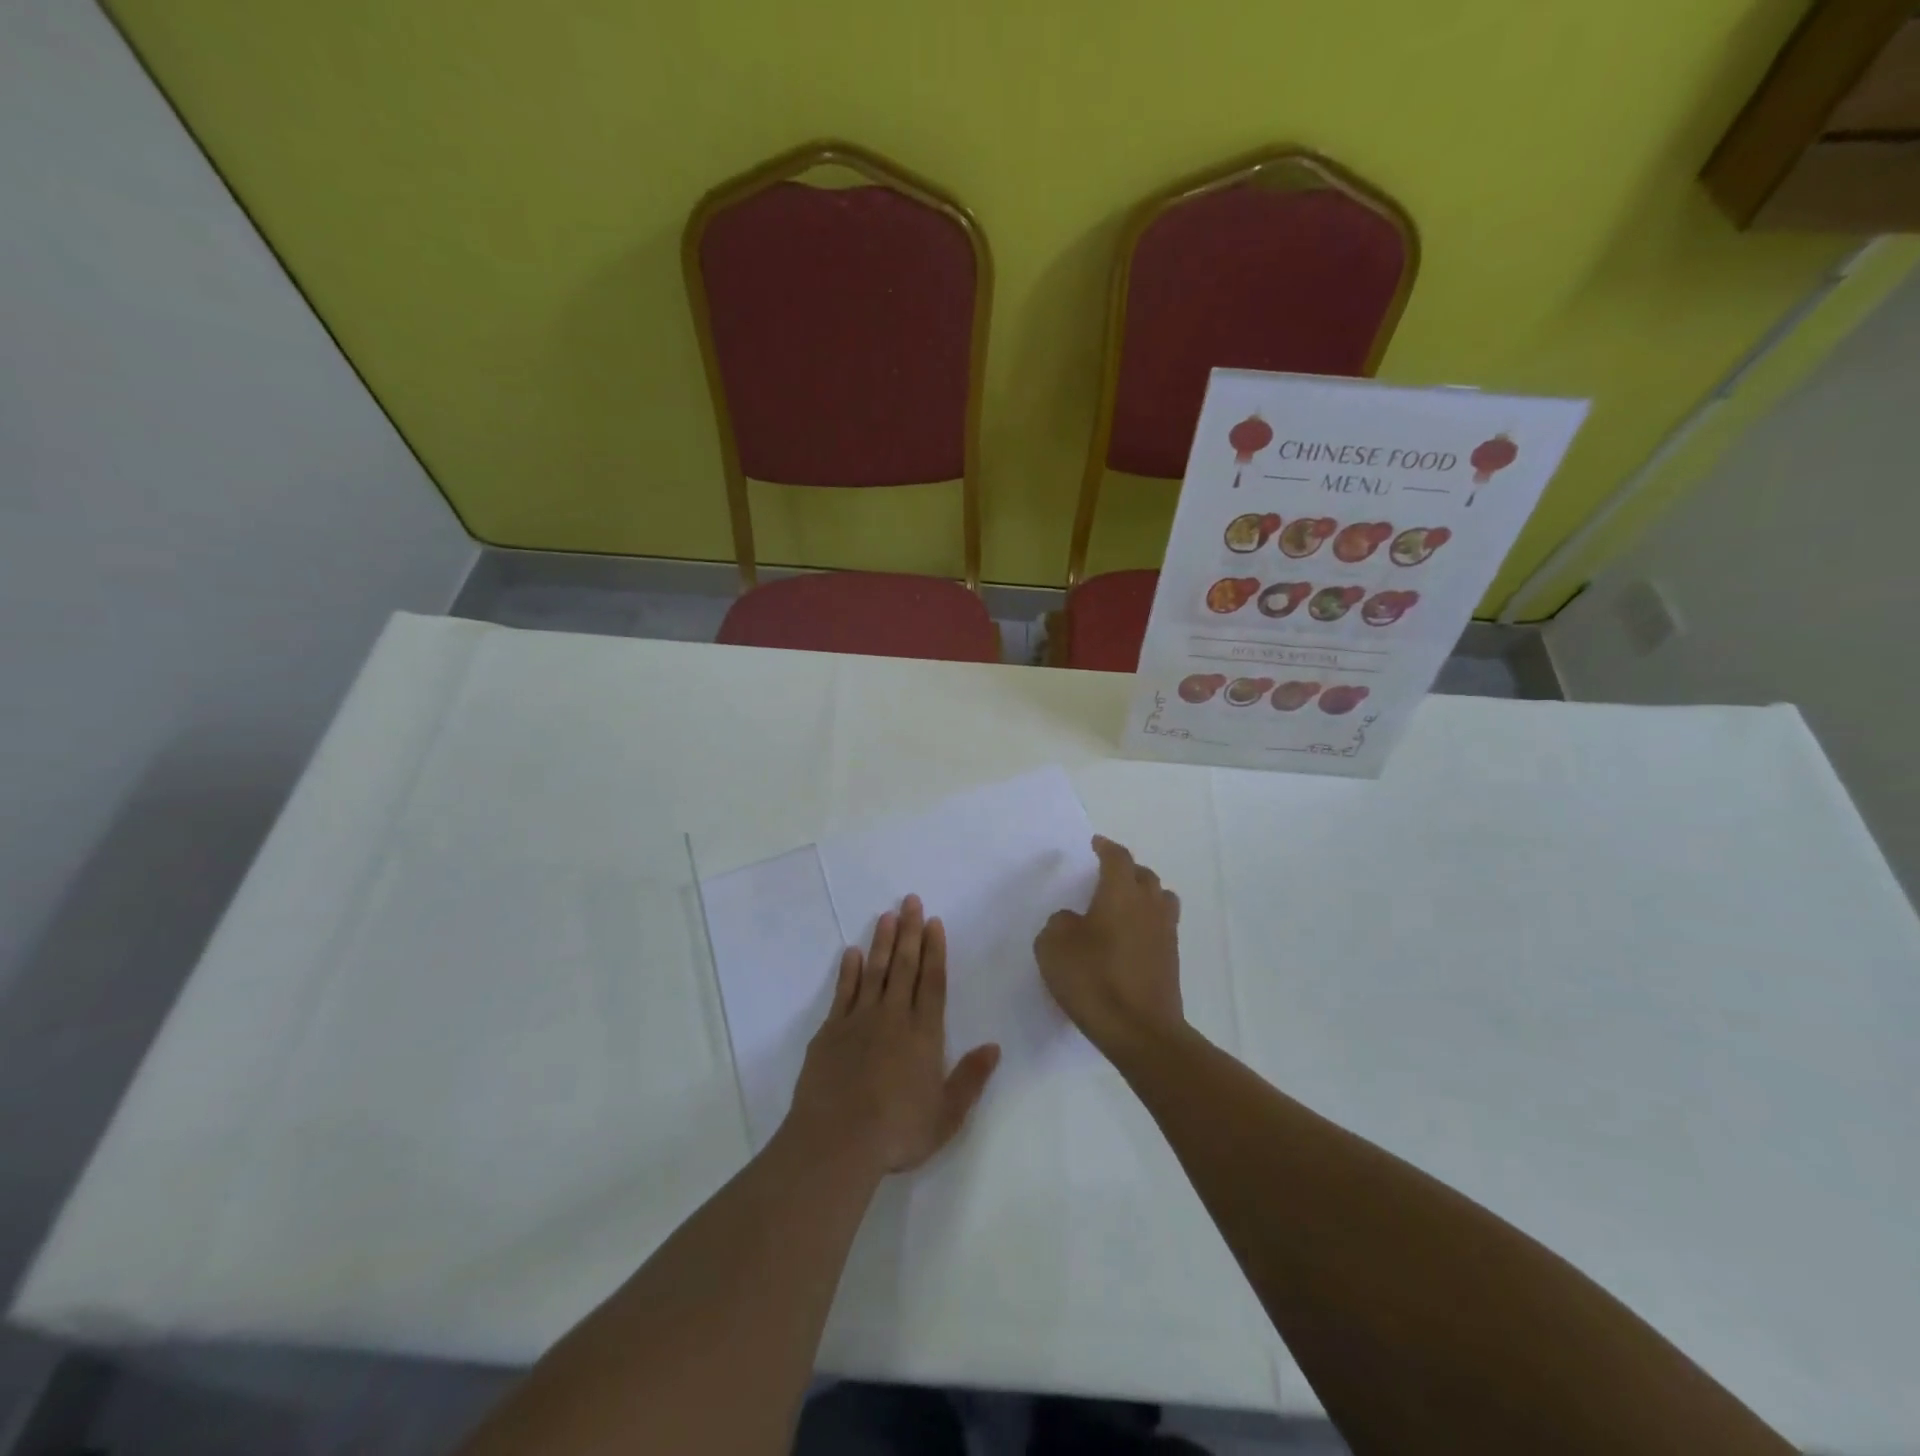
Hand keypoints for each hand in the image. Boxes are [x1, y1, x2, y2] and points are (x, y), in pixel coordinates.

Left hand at [785, 895, 1000, 1176]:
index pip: (933, 982)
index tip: (934, 922)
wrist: (836, 1141)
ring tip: (886, 915)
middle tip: (910, 900)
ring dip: (881, 941)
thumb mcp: (946, 1115)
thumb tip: (994, 1047)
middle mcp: (893, 1017)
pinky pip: (843, 991)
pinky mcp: (830, 1031)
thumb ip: (971, 1078)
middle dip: (909, 932)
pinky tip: (852, 953)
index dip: (935, 951)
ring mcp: (859, 1021)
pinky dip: (849, 970)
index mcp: (924, 1034)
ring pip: (874, 971)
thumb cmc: (897, 1132)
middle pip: (904, 966)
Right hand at [1035, 836, 1184, 1060]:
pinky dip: (1147, 923)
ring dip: (1143, 895)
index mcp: (1120, 893)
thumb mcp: (1053, 947)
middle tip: (1106, 877)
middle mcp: (1148, 905)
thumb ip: (1059, 924)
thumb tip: (1073, 920)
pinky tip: (1128, 938)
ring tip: (1123, 906)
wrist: (1140, 1031)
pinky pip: (1161, 926)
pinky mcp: (1171, 960)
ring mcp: (1165, 933)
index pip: (1118, 858)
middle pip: (1144, 875)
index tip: (1096, 844)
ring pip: (1160, 899)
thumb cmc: (1093, 980)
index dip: (1106, 848)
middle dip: (1126, 870)